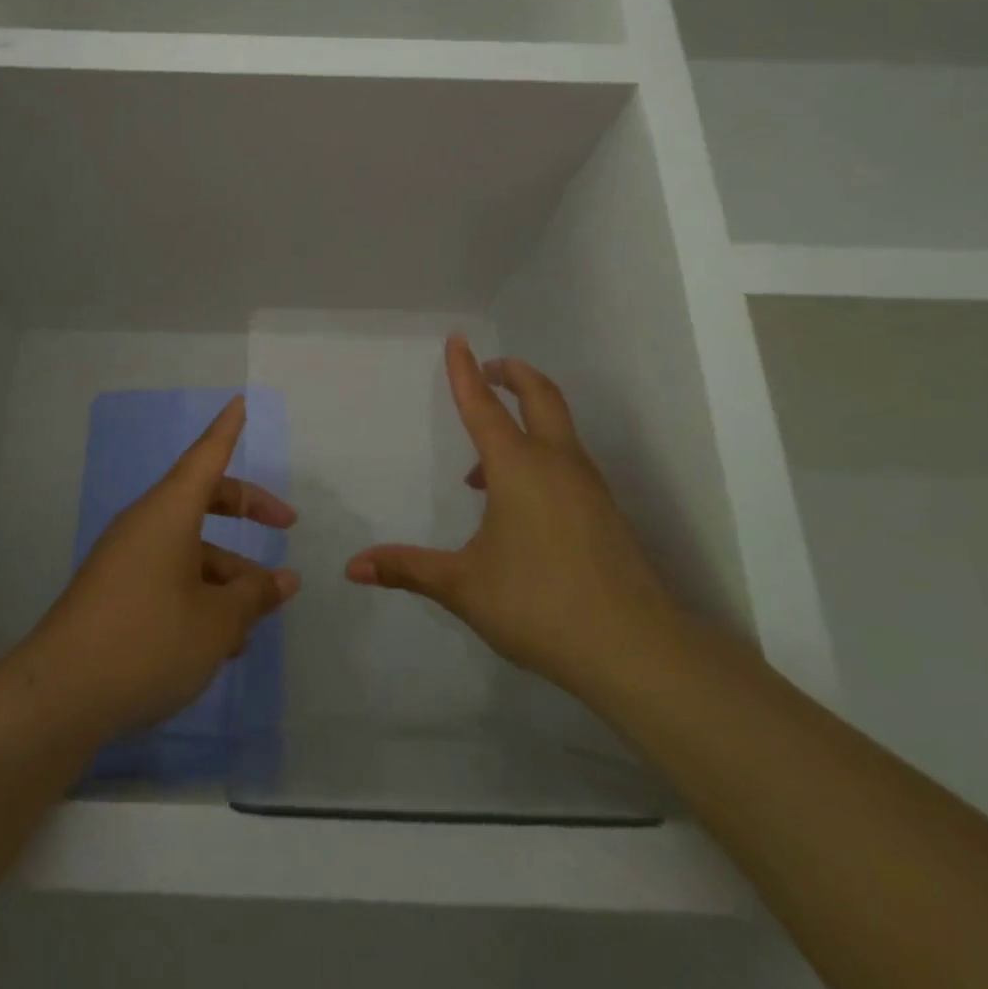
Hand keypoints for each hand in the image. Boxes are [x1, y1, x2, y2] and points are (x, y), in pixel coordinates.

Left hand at [18, 396, 299, 739]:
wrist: (59, 696)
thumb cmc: (149, 640)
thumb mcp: (217, 622)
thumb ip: (254, 597)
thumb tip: (282, 580)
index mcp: (169, 513)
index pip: (206, 456)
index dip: (227, 430)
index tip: (239, 402)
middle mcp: (145, 525)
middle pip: (202, 500)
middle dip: (245, 510)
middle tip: (285, 524)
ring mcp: (125, 559)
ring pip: (188, 548)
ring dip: (225, 573)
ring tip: (254, 621)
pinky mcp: (113, 593)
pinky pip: (168, 576)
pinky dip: (198, 594)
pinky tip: (217, 642)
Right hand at [345, 337, 679, 703]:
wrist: (634, 648)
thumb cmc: (538, 604)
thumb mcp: (463, 586)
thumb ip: (408, 569)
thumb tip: (353, 568)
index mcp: (517, 467)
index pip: (484, 405)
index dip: (465, 371)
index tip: (458, 340)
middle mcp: (556, 462)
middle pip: (540, 395)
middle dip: (513, 373)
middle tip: (489, 368)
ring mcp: (587, 485)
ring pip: (557, 428)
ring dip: (526, 418)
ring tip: (483, 463)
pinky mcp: (604, 509)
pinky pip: (566, 459)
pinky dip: (540, 453)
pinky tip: (518, 503)